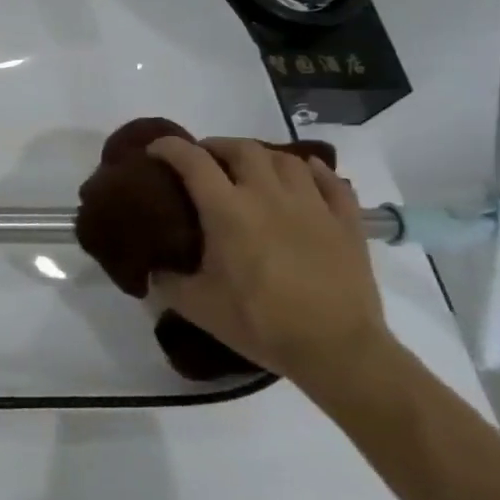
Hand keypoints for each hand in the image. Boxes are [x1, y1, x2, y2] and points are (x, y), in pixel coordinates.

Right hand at [146, 137, 388, 392]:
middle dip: (217, 147)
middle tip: (204, 161)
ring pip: (286, 160)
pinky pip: (332, 182)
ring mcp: (313, 206)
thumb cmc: (261, 324)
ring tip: (251, 169)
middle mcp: (268, 196)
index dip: (169, 147)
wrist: (338, 351)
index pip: (192, 160)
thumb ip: (167, 280)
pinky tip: (305, 175)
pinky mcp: (347, 224)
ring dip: (262, 157)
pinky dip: (314, 171)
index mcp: (227, 211)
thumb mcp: (197, 305)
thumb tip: (152, 268)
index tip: (155, 151)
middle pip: (242, 149)